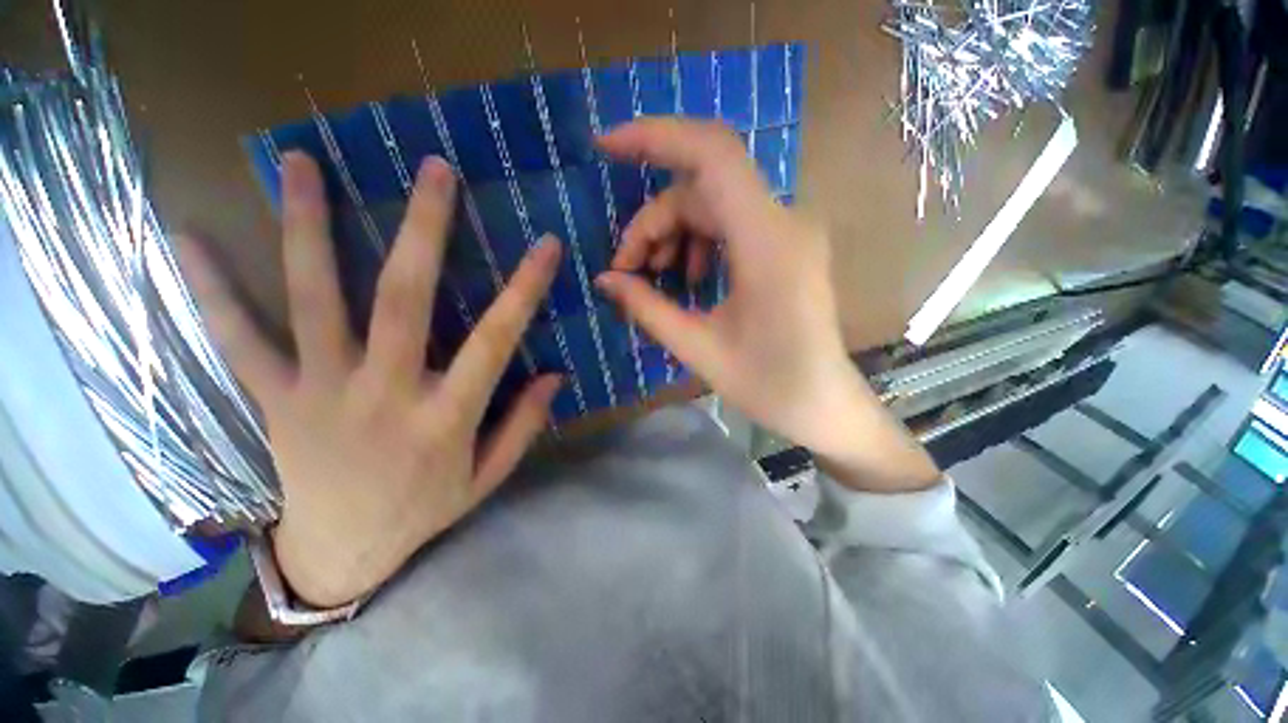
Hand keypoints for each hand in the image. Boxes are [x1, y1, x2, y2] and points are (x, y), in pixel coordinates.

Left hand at [180, 152, 562, 606]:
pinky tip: (188, 235)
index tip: (545, 244)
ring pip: (313, 299)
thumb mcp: (486, 477)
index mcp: (445, 417)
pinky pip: (238, 340)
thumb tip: (556, 376)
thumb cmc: (424, 512)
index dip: (524, 289)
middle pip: (404, 299)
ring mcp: (320, 391)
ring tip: (300, 162)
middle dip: (423, 230)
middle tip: (434, 170)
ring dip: (308, 227)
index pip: (496, 340)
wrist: (341, 554)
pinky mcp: (274, 399)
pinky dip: (212, 289)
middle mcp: (385, 393)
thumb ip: (523, 425)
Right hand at [595, 119, 938, 492]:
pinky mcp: (785, 245)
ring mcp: (788, 231)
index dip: (655, 137)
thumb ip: (647, 308)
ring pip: (713, 205)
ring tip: (654, 279)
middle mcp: (784, 221)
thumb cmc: (767, 385)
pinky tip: (688, 279)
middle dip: (653, 222)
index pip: (711, 154)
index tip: (606, 146)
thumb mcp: (698, 348)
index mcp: (767, 242)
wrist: (823, 405)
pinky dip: (699, 243)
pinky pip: (731, 224)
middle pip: (701, 190)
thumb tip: (606, 280)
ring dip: (673, 234)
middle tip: (626, 270)